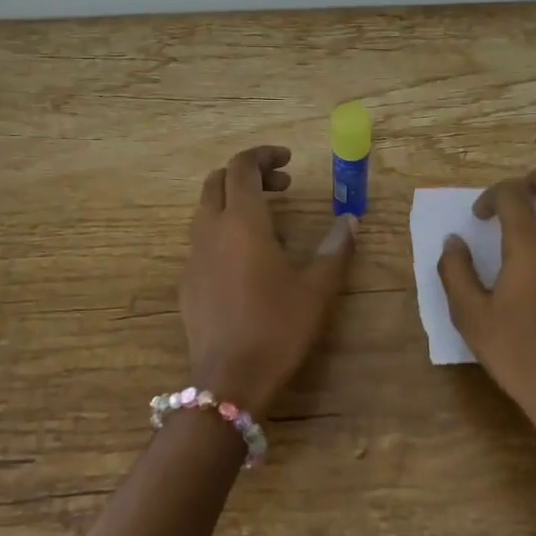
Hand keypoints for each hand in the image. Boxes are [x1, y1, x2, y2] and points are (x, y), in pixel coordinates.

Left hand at [179, 145, 357, 413]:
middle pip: (217, 181)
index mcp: (241, 221)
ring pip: (206, 210)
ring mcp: (193, 256)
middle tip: (281, 187)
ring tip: (268, 223)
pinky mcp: (186, 282)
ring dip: (233, 202)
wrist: (229, 380)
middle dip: (247, 174)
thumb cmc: (277, 326)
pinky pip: (202, 240)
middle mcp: (210, 230)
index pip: (242, 167)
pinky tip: (247, 261)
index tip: (288, 161)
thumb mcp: (317, 288)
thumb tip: (349, 221)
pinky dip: (223, 231)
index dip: (264, 155)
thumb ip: (334, 249)